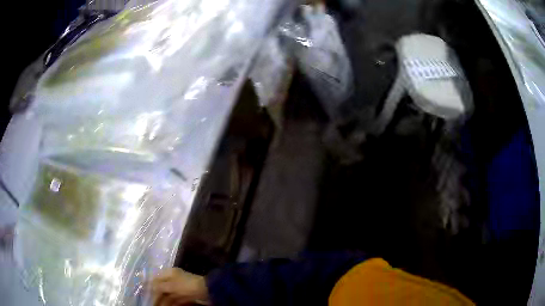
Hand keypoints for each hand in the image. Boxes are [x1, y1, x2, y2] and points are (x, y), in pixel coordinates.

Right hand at [151, 268, 208, 305]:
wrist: (208, 291)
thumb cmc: (187, 286)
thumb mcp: (171, 286)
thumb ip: (159, 286)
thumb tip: (150, 286)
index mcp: (169, 273)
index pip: (156, 279)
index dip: (150, 286)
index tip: (145, 293)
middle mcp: (174, 280)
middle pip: (162, 289)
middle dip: (157, 297)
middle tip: (152, 304)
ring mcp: (180, 288)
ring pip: (169, 296)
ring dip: (163, 302)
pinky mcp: (186, 296)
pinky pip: (176, 300)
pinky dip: (172, 304)